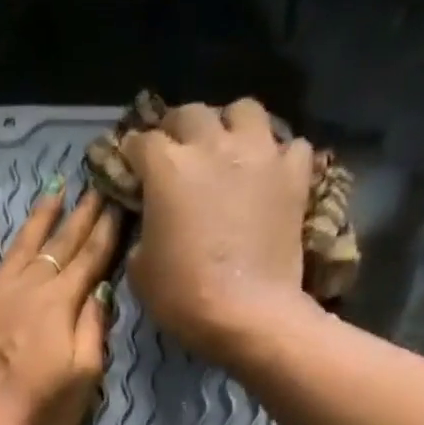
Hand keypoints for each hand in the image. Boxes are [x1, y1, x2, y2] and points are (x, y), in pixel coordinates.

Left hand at [0, 180, 121, 424]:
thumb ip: (93, 331)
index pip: (90, 259)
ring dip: (38, 219)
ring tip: (54, 191)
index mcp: (60, 305)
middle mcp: (26, 289)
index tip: (120, 200)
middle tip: (97, 183)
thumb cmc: (37, 415)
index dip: (107, 230)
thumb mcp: (83, 380)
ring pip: (18, 247)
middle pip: (58, 246)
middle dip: (81, 215)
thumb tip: (100, 290)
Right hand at [119, 99, 315, 365]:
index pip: (141, 142)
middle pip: (191, 114)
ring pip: (243, 111)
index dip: (131, 154)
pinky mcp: (294, 174)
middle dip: (177, 130)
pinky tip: (266, 174)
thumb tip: (151, 221)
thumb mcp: (140, 270)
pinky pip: (287, 145)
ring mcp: (259, 154)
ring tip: (225, 149)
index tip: (129, 167)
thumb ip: (142, 232)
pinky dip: (275, 155)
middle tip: (173, 153)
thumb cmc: (182, 296)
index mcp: (167, 168)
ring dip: (229, 125)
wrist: (247, 313)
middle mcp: (213, 145)